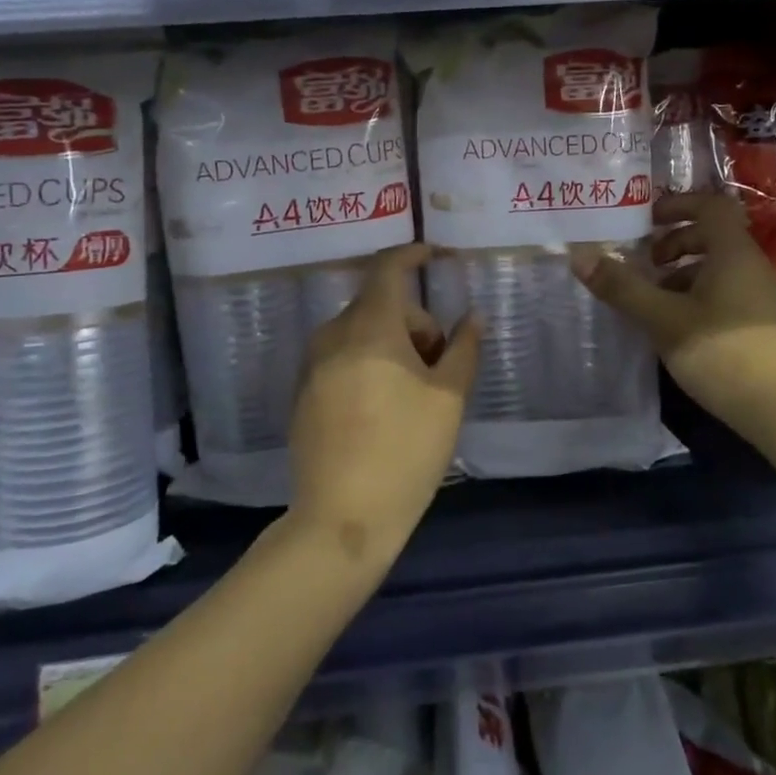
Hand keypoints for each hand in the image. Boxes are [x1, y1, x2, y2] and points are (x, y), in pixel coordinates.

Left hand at [287, 242, 481, 568]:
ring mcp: (311, 365)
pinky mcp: (303, 394)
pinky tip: (383, 407)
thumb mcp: (448, 398)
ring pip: (360, 332)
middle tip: (441, 364)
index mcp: (369, 327)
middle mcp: (333, 335)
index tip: (436, 255)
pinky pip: (341, 357)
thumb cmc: (405, 451)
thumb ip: (463, 348)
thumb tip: (472, 316)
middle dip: (415, 322)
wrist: (341, 520)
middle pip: (380, 305)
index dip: (413, 254)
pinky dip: (368, 362)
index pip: (388, 268)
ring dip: (392, 343)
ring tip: (416, 391)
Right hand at [571, 193, 775, 427]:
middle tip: (646, 265)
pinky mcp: (767, 326)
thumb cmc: (723, 352)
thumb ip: (622, 287)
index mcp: (734, 253)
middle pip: (714, 237)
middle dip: (675, 244)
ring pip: (720, 269)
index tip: (646, 220)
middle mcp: (754, 267)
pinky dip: (700, 297)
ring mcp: (764, 297)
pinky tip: (681, 330)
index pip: (710, 205)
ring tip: (656, 302)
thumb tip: (579, 256)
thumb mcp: (663, 319)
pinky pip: (728, 294)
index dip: (678, 205)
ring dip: (685, 275)